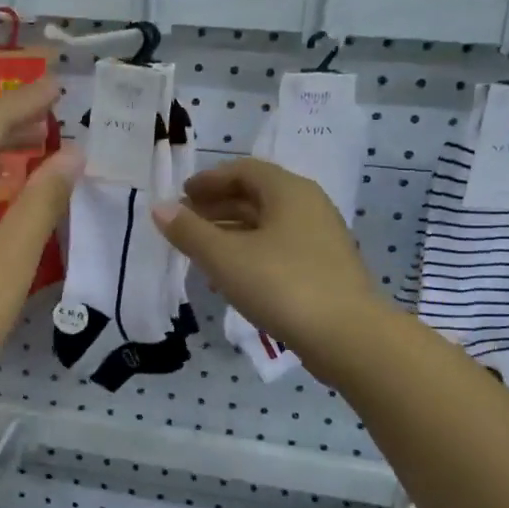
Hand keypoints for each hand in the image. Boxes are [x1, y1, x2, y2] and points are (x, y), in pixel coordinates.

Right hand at [153, 158, 380, 377]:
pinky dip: (250, 251)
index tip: (181, 196)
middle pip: (256, 195)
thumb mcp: (225, 257)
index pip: (243, 170)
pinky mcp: (323, 268)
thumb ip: (189, 231)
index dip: (208, 180)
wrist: (348, 337)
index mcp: (288, 191)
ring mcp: (320, 238)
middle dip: (217, 206)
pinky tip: (230, 275)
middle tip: (184, 223)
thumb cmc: (281, 285)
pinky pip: (279, 247)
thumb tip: (159, 207)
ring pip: (267, 224)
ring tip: (199, 250)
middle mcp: (308, 206)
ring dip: (231, 231)